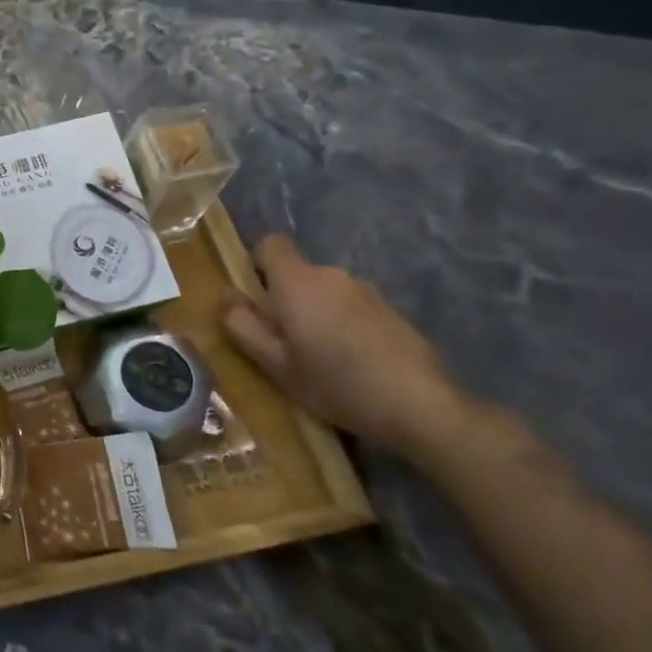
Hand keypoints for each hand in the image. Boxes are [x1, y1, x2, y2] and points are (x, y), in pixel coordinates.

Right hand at [222, 234, 479, 462]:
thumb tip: (228, 298)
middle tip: (285, 341)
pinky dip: (344, 324)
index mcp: (297, 282)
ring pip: (325, 291)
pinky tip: (353, 362)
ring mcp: (367, 291)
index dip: (257, 265)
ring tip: (321, 357)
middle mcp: (332, 275)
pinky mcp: (392, 310)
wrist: (423, 407)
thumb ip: (244, 327)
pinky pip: (352, 306)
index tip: (257, 299)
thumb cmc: (336, 384)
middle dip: (286, 297)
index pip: (270, 244)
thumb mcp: (276, 365)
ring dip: (316, 312)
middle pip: (297, 272)